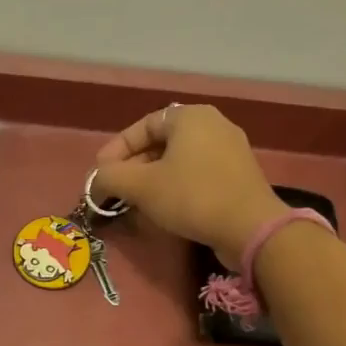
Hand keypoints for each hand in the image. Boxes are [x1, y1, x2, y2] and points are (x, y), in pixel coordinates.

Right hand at [94, 104, 286, 266]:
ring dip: (152, 179)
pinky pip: (197, 174)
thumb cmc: (192, 197)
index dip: (116, 149)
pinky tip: (164, 208)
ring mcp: (230, 150)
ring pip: (178, 160)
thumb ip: (110, 178)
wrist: (249, 228)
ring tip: (135, 201)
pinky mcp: (238, 176)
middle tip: (115, 189)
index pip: (142, 126)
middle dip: (133, 166)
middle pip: (161, 143)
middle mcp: (213, 125)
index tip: (100, 174)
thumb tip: (96, 181)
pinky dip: (175, 186)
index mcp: (190, 117)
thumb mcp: (141, 186)